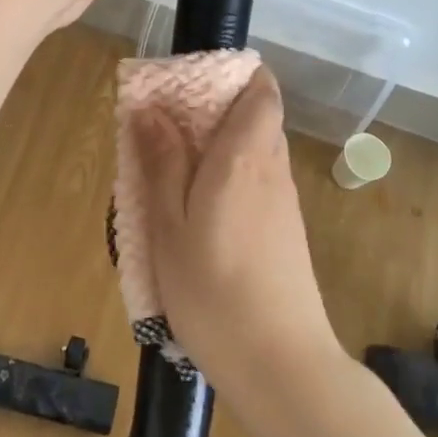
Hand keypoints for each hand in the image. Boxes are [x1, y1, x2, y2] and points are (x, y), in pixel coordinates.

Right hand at [130, 68, 345, 398]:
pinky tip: (198, 210)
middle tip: (166, 126)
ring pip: (256, 151)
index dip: (235, 74)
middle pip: (256, 117)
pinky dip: (230, 177)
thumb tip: (151, 109)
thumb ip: (163, 163)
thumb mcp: (170, 225)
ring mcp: (284, 202)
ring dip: (220, 146)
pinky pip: (258, 182)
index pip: (261, 90)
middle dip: (216, 109)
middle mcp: (272, 169)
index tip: (193, 81)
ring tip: (172, 168)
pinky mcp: (286, 232)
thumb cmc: (212, 291)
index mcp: (245, 157)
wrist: (280, 362)